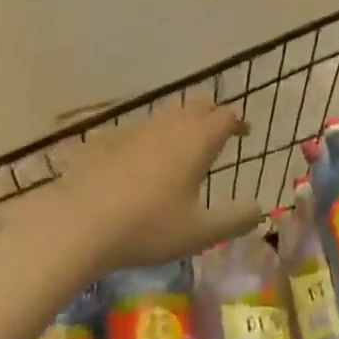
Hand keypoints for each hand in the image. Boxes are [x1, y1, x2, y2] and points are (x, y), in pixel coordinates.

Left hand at [47, 99, 260, 271]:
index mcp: (198, 141)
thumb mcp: (200, 233)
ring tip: (181, 145)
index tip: (243, 133)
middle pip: (198, 106)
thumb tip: (258, 210)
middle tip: (216, 132)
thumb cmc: (148, 227)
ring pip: (166, 115)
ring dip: (180, 123)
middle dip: (211, 114)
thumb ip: (234, 220)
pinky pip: (136, 131)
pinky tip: (139, 161)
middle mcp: (170, 126)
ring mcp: (136, 130)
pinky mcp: (106, 140)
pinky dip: (147, 139)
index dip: (237, 122)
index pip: (226, 116)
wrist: (79, 224)